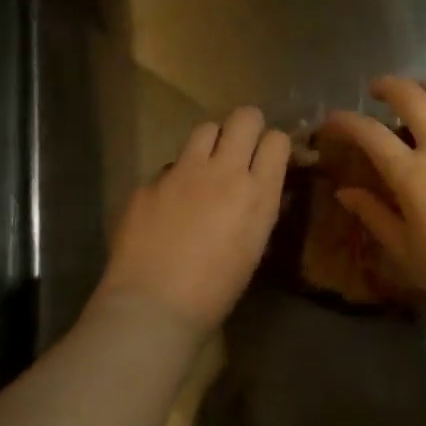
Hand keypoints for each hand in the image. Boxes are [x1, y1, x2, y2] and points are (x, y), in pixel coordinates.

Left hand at [95, 107, 290, 337]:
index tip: (267, 157)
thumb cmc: (215, 292)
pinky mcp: (149, 181)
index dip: (273, 145)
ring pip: (205, 129)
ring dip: (210, 143)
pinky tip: (167, 207)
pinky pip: (169, 167)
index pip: (277, 140)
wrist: (152, 308)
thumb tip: (257, 185)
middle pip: (244, 117)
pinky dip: (175, 180)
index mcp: (257, 193)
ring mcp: (183, 172)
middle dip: (246, 126)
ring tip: (204, 169)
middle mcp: (223, 171)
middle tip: (240, 147)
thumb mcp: (253, 246)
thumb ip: (258, 206)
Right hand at [322, 77, 425, 320]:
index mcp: (412, 172)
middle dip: (388, 85)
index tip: (330, 122)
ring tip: (418, 95)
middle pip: (412, 96)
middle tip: (377, 91)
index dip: (344, 121)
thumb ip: (374, 215)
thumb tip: (345, 192)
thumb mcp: (406, 250)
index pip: (369, 132)